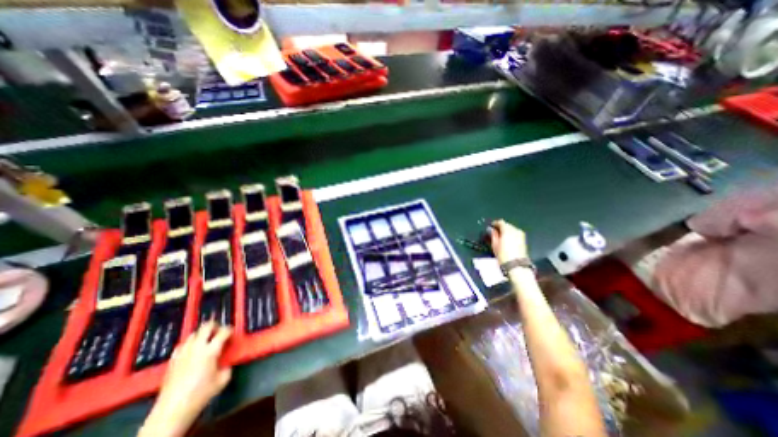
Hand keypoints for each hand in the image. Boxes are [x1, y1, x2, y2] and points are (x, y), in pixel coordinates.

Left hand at [138, 321, 230, 436]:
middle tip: (220, 331)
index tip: (233, 333)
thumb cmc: (201, 394)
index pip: (223, 332)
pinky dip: (190, 344)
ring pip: (193, 334)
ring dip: (202, 334)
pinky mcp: (172, 361)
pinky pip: (182, 345)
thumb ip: (227, 366)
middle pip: (206, 327)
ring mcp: (183, 353)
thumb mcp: (223, 379)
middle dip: (215, 326)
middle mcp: (197, 348)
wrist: (172, 411)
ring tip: (207, 340)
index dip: (230, 330)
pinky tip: (192, 350)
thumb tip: (227, 362)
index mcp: (211, 350)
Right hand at [484, 220, 529, 263]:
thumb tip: (491, 229)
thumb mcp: (495, 245)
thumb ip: (493, 235)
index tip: (491, 226)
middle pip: (507, 225)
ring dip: (506, 230)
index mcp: (507, 230)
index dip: (495, 223)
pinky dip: (511, 234)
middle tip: (495, 231)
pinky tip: (507, 239)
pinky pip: (516, 233)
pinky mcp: (523, 240)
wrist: (516, 265)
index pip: (501, 222)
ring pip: (512, 229)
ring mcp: (521, 235)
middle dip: (501, 227)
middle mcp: (515, 230)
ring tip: (501, 236)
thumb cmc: (503, 255)